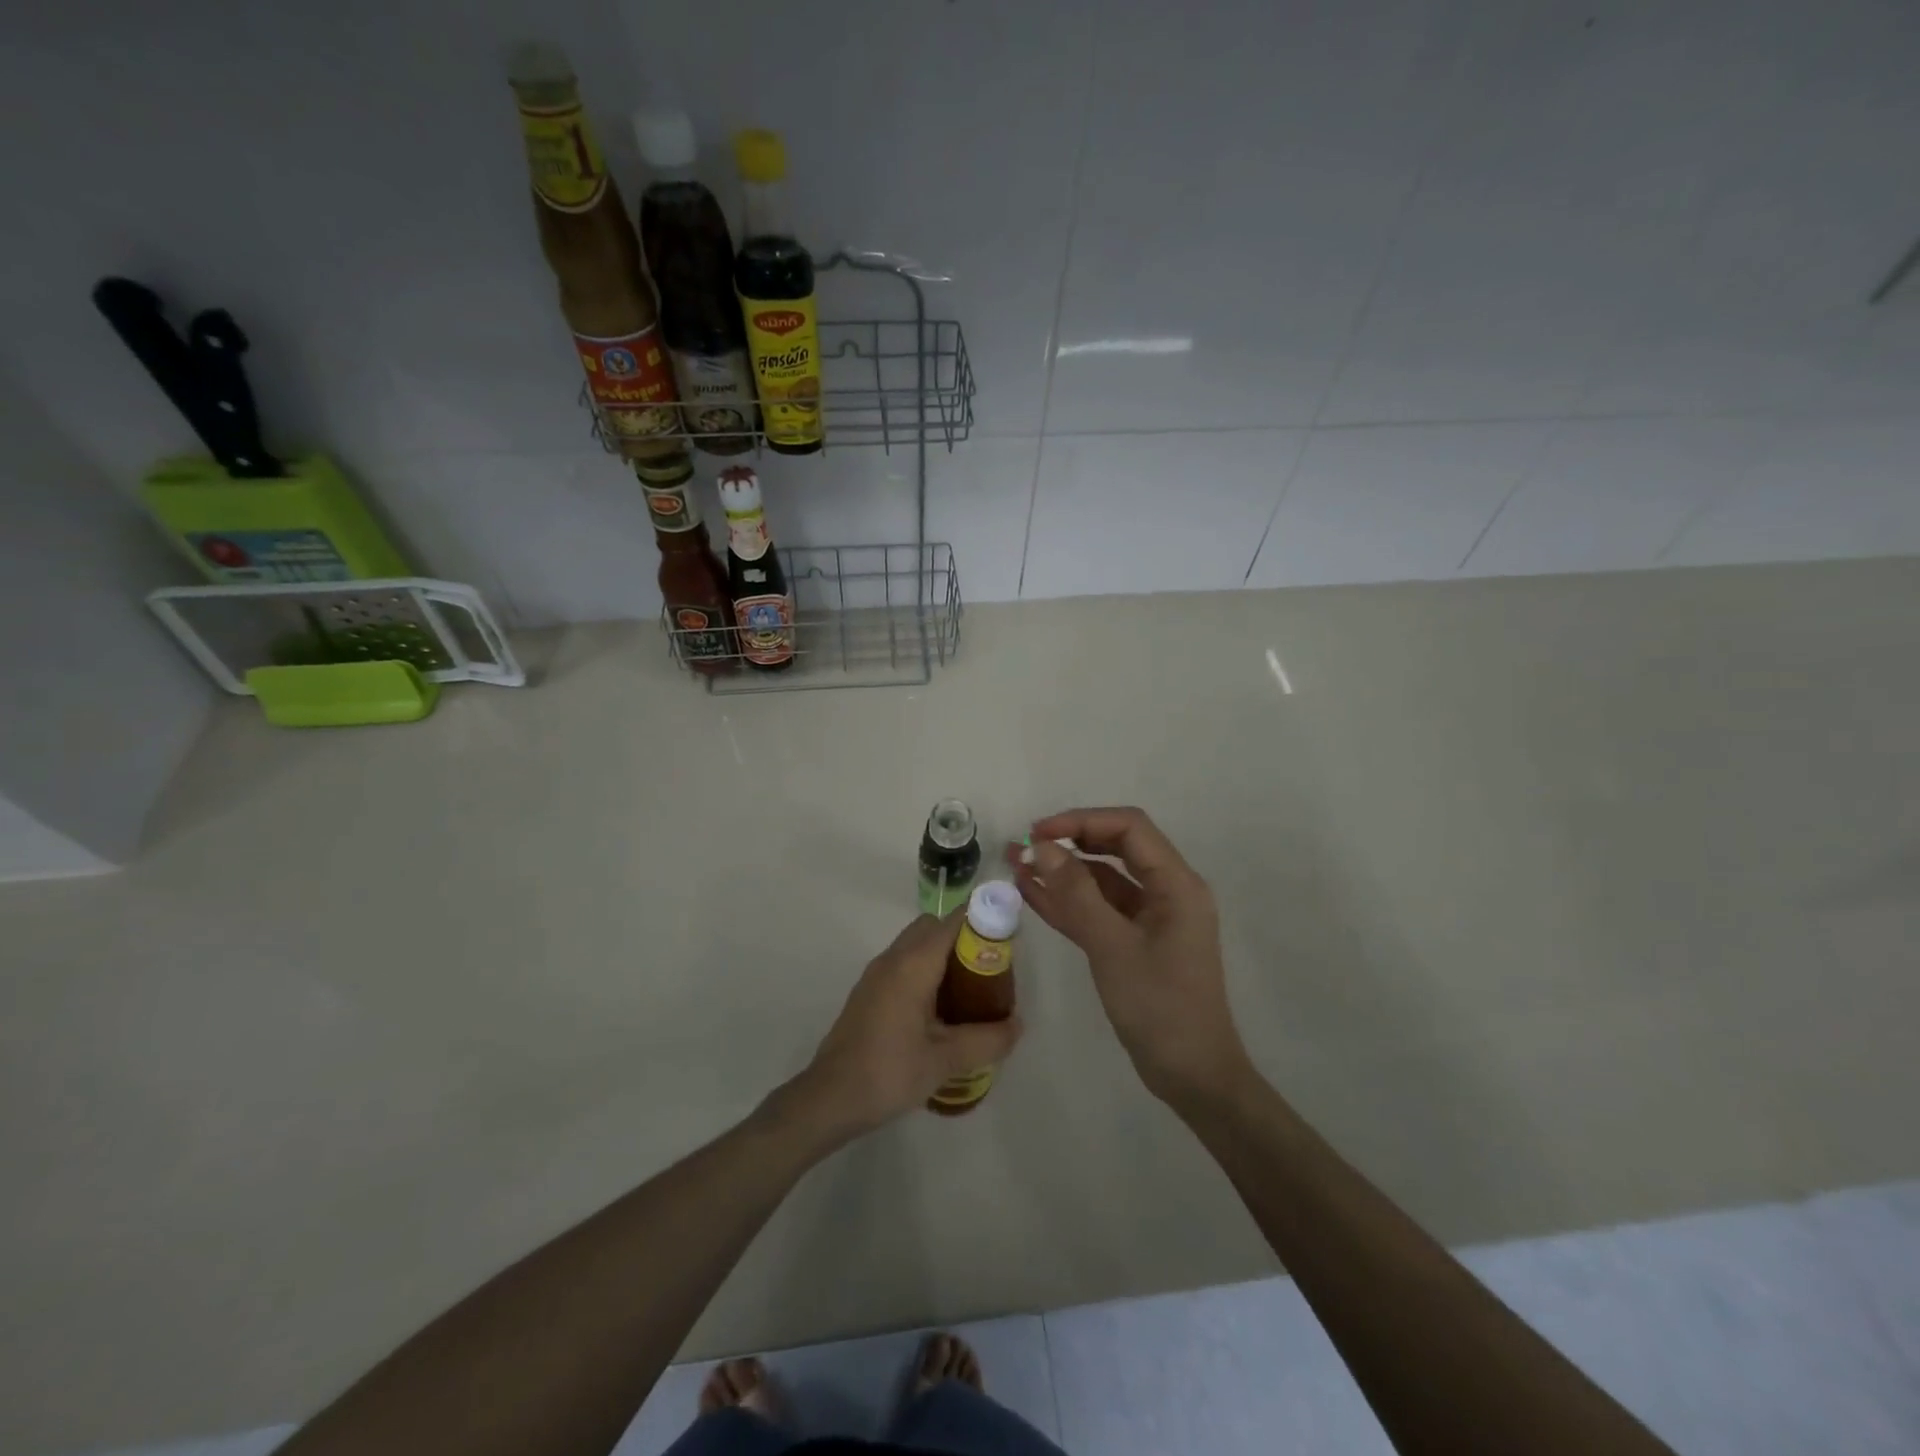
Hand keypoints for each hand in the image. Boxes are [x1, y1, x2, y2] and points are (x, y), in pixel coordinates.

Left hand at [792, 913, 1023, 1137]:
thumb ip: (986, 1040)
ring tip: (969, 992)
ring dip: (943, 956)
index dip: (981, 922)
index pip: (952, 921)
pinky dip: (925, 971)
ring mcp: (876, 974)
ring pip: (916, 945)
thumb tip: (1017, 1025)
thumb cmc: (889, 1072)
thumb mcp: (945, 1060)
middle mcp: (893, 959)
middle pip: (933, 927)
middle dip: (963, 939)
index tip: (1006, 942)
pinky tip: (939, 1011)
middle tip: (988, 972)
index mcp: (913, 964)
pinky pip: (903, 964)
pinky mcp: (868, 992)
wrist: (829, 1098)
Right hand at [1011, 807, 1250, 1107]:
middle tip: (1025, 847)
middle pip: (1115, 849)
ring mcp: (1151, 919)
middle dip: (1069, 844)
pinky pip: (1099, 911)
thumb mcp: (1112, 946)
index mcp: (1176, 884)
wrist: (1192, 1077)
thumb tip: (1042, 847)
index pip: (1129, 828)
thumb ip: (1076, 893)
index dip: (1082, 821)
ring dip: (1063, 873)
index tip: (1039, 832)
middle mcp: (1167, 892)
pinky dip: (1068, 903)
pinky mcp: (1135, 943)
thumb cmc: (1159, 1007)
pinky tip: (1032, 895)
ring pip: (1103, 881)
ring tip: (1017, 866)